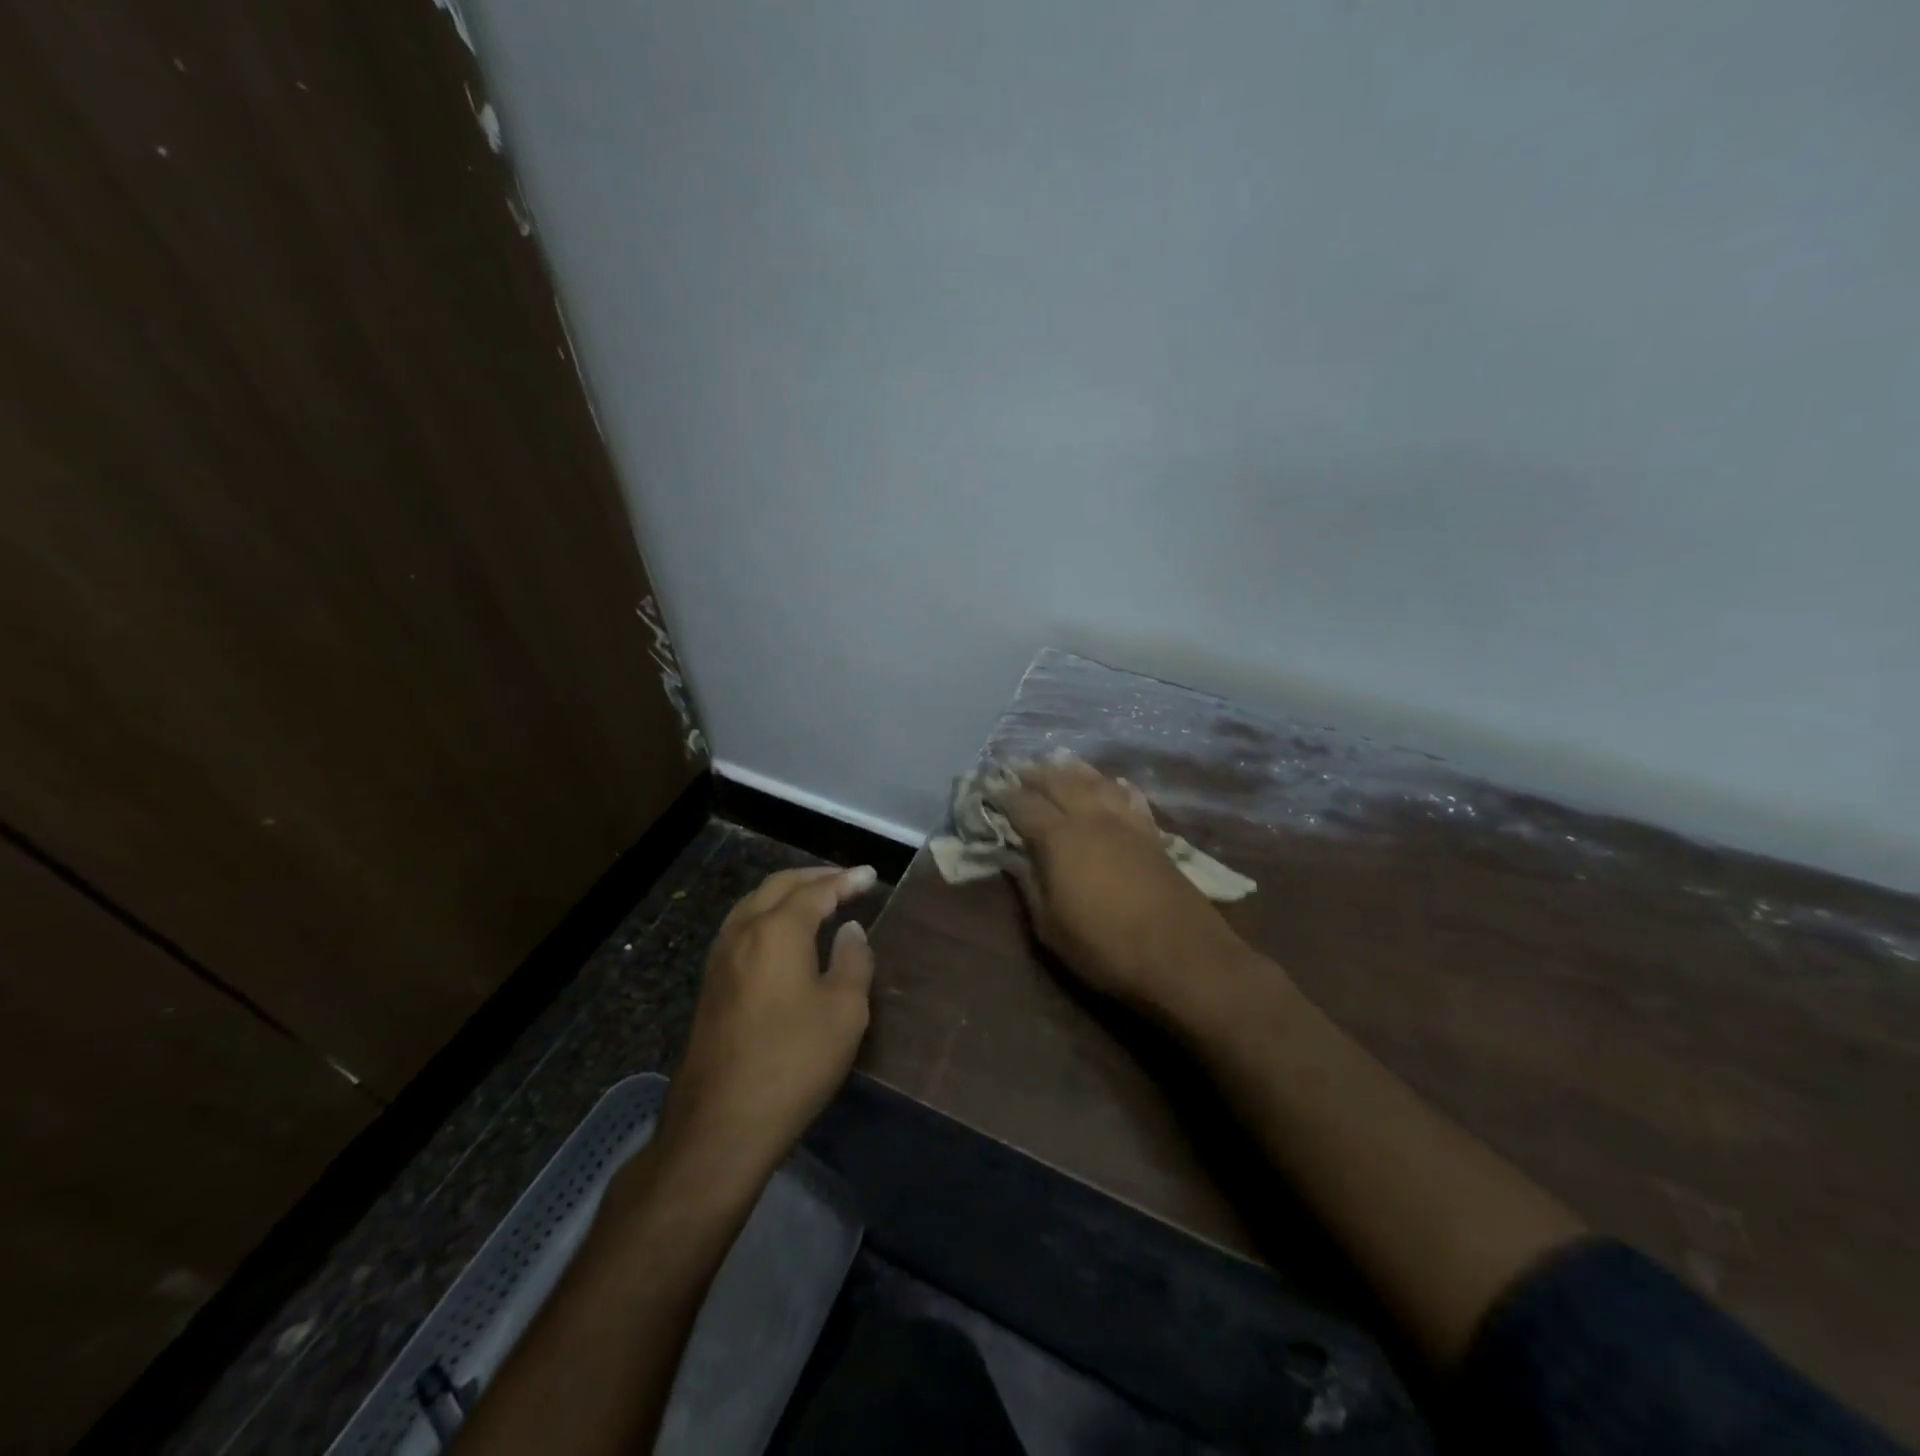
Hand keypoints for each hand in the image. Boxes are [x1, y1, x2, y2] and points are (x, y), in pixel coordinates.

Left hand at [657, 865, 876, 1177]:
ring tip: (818, 899)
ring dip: (788, 893)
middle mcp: (743, 932)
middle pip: (778, 886)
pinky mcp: (711, 983)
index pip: (816, 891)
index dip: (846, 881)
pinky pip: (743, 927)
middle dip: (814, 877)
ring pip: (754, 903)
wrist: (721, 1123)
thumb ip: (853, 961)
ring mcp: (720, 957)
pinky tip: (785, 934)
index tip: (870, 876)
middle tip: (846, 880)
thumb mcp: (844, 1011)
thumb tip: (850, 931)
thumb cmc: (793, 1062)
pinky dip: (769, 914)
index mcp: (777, 931)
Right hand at [988, 758, 1258, 1026]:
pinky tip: (1113, 783)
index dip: (1003, 795)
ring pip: (1096, 782)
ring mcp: (1126, 823)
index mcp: (1060, 838)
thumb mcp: (1050, 927)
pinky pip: (1130, 797)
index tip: (988, 789)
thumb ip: (1029, 885)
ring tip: (1058, 763)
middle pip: (1060, 782)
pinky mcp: (1152, 834)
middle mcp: (1092, 818)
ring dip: (1073, 770)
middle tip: (1018, 769)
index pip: (1024, 806)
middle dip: (1035, 774)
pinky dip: (1115, 785)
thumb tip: (1013, 857)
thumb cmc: (1105, 947)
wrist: (1182, 957)